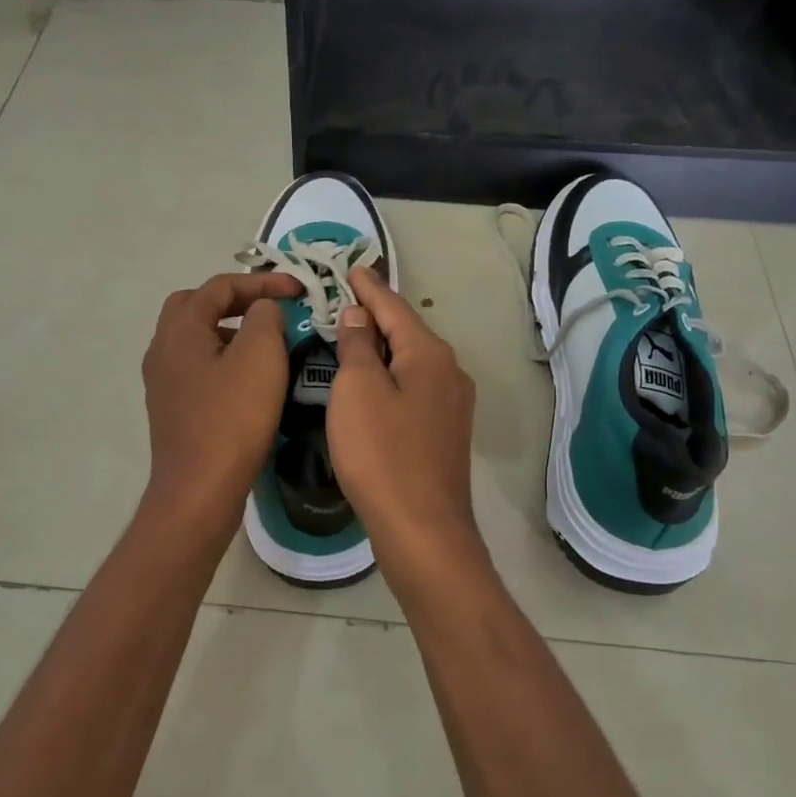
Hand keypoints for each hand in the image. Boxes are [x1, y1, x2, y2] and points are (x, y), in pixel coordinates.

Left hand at [140, 271, 301, 537]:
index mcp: (180, 330)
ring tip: (265, 341)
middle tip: (269, 309)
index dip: (261, 281)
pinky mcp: (172, 408)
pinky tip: (249, 378)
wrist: (199, 491)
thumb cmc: (232, 418)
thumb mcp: (260, 356)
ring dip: (229, 329)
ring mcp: (163, 381)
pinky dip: (223, 358)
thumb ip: (265, 317)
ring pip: (195, 337)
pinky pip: (197, 366)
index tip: (298, 289)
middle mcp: (163, 349)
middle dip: (235, 300)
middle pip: (195, 305)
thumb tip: (262, 310)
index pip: (219, 286)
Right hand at [327, 267, 489, 594]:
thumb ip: (358, 345)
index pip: (393, 306)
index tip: (350, 267)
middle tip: (343, 298)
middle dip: (375, 314)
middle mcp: (449, 371)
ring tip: (351, 335)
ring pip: (410, 361)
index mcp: (429, 353)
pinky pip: (412, 387)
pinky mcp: (444, 432)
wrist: (422, 530)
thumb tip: (359, 315)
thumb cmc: (382, 453)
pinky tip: (371, 383)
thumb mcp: (358, 390)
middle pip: (405, 331)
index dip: (368, 286)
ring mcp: (452, 404)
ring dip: (381, 347)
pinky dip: (389, 375)